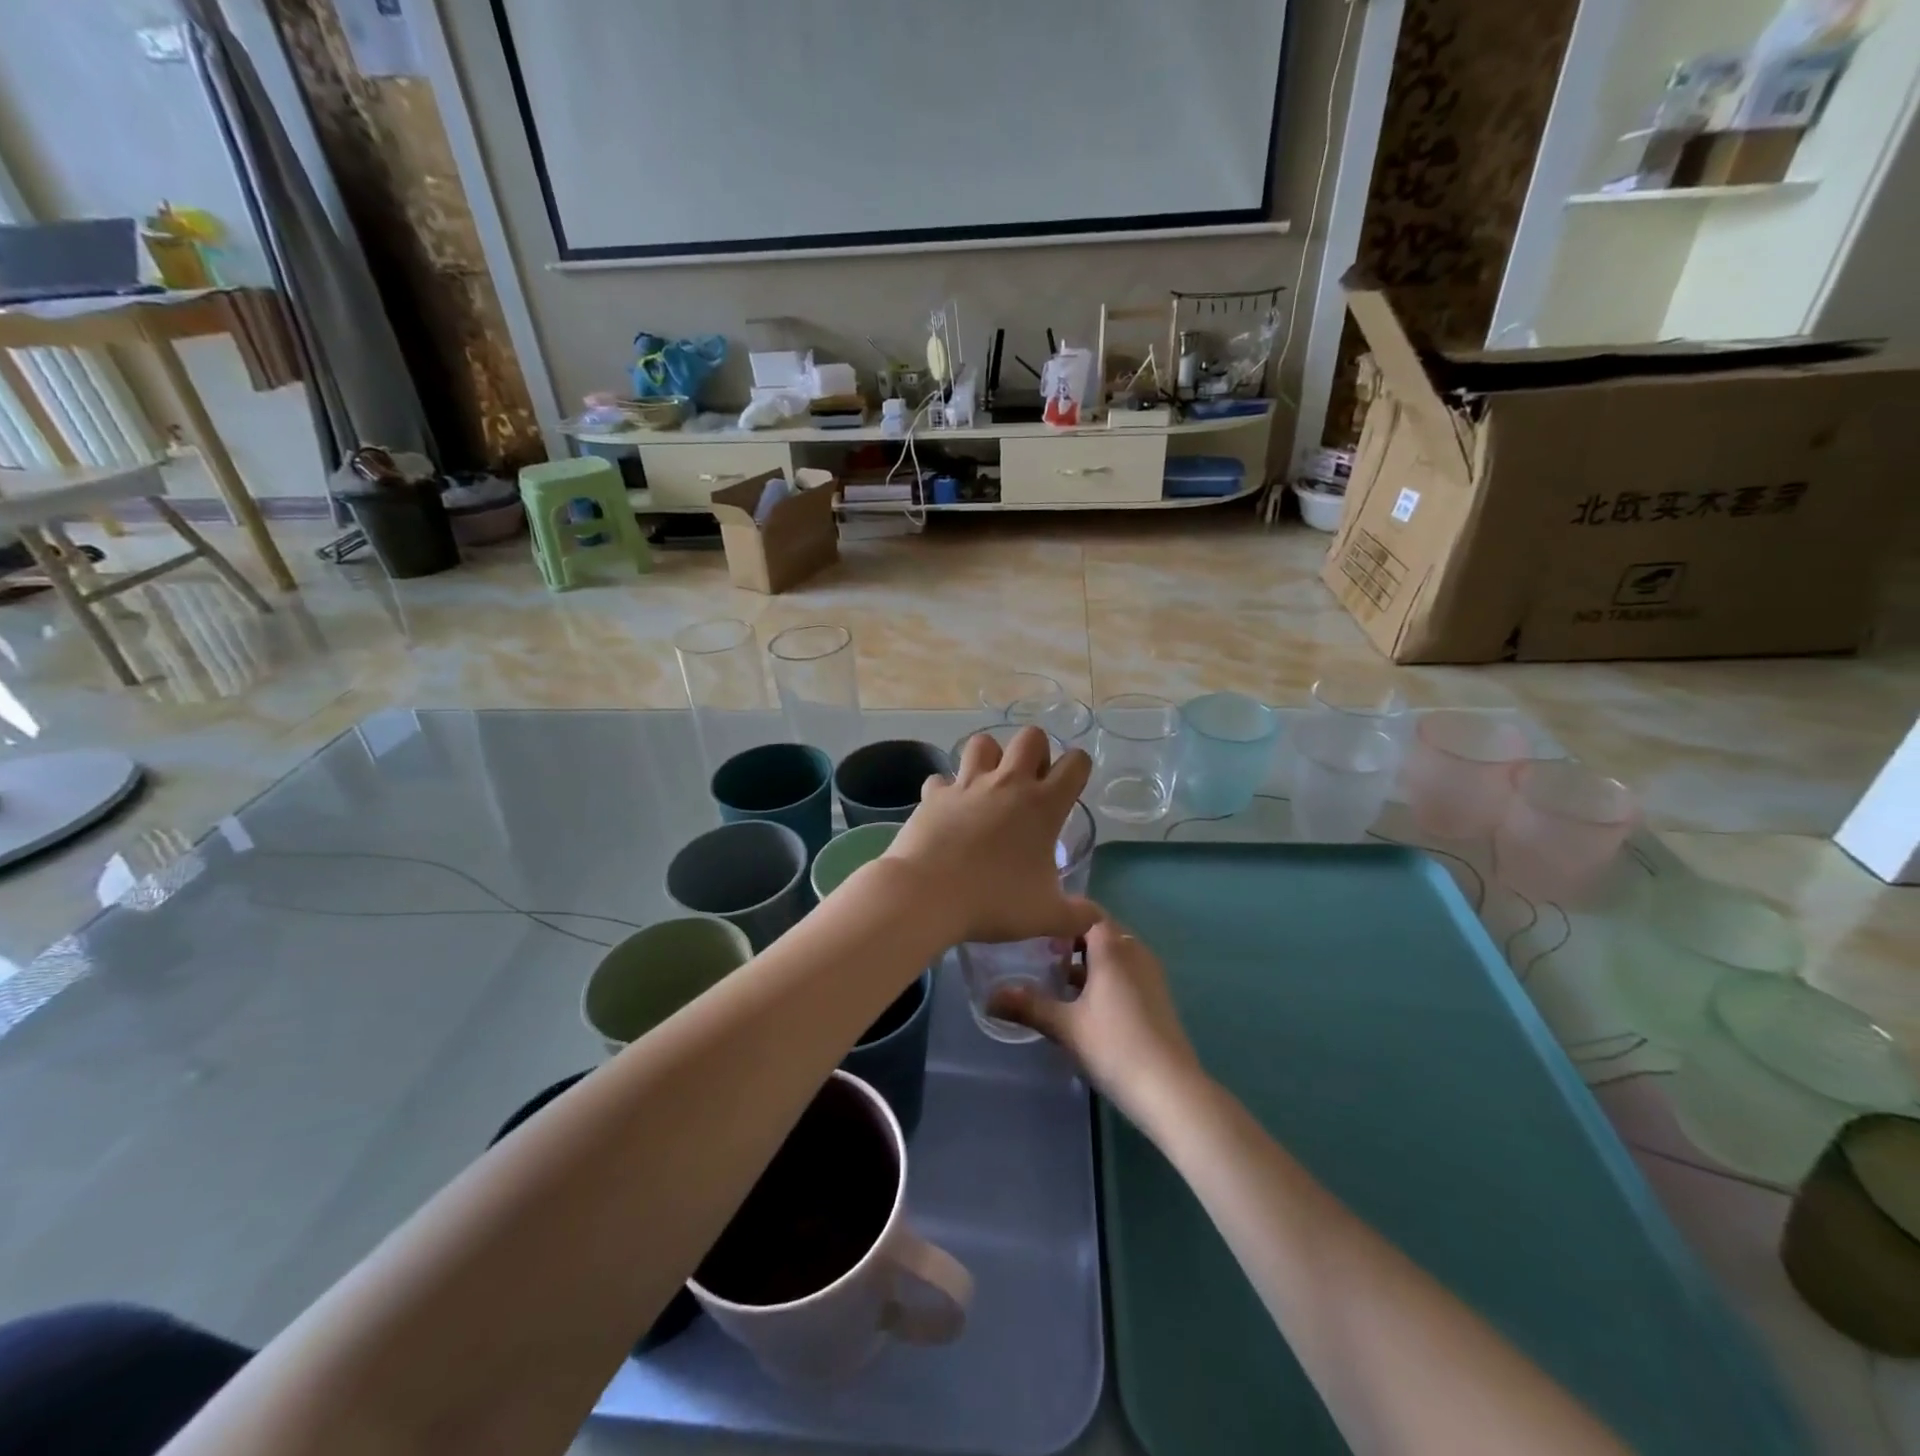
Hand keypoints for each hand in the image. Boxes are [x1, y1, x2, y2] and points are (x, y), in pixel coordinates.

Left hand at [882, 726, 1098, 946]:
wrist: (927, 895)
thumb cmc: (994, 901)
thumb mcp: (1045, 916)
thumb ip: (1077, 916)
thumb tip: (1098, 920)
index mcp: (1043, 805)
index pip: (1075, 763)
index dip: (1078, 768)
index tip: (1070, 788)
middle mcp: (1008, 784)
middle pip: (1030, 736)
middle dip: (1035, 751)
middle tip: (1030, 785)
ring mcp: (967, 784)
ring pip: (982, 743)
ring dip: (989, 757)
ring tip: (988, 786)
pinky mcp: (934, 794)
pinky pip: (940, 779)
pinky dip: (945, 790)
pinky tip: (947, 810)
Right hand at [990, 917, 1201, 1123]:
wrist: (1171, 1090)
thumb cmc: (1115, 1046)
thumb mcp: (1066, 1026)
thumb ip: (1028, 1006)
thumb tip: (989, 997)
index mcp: (1113, 947)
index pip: (1087, 911)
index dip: (1062, 914)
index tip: (1035, 925)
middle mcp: (1134, 951)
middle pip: (1100, 932)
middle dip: (1071, 939)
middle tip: (1039, 952)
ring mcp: (1150, 975)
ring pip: (1114, 955)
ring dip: (1088, 962)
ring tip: (1056, 979)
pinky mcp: (1157, 998)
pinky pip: (1126, 973)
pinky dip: (1104, 978)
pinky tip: (1084, 1005)